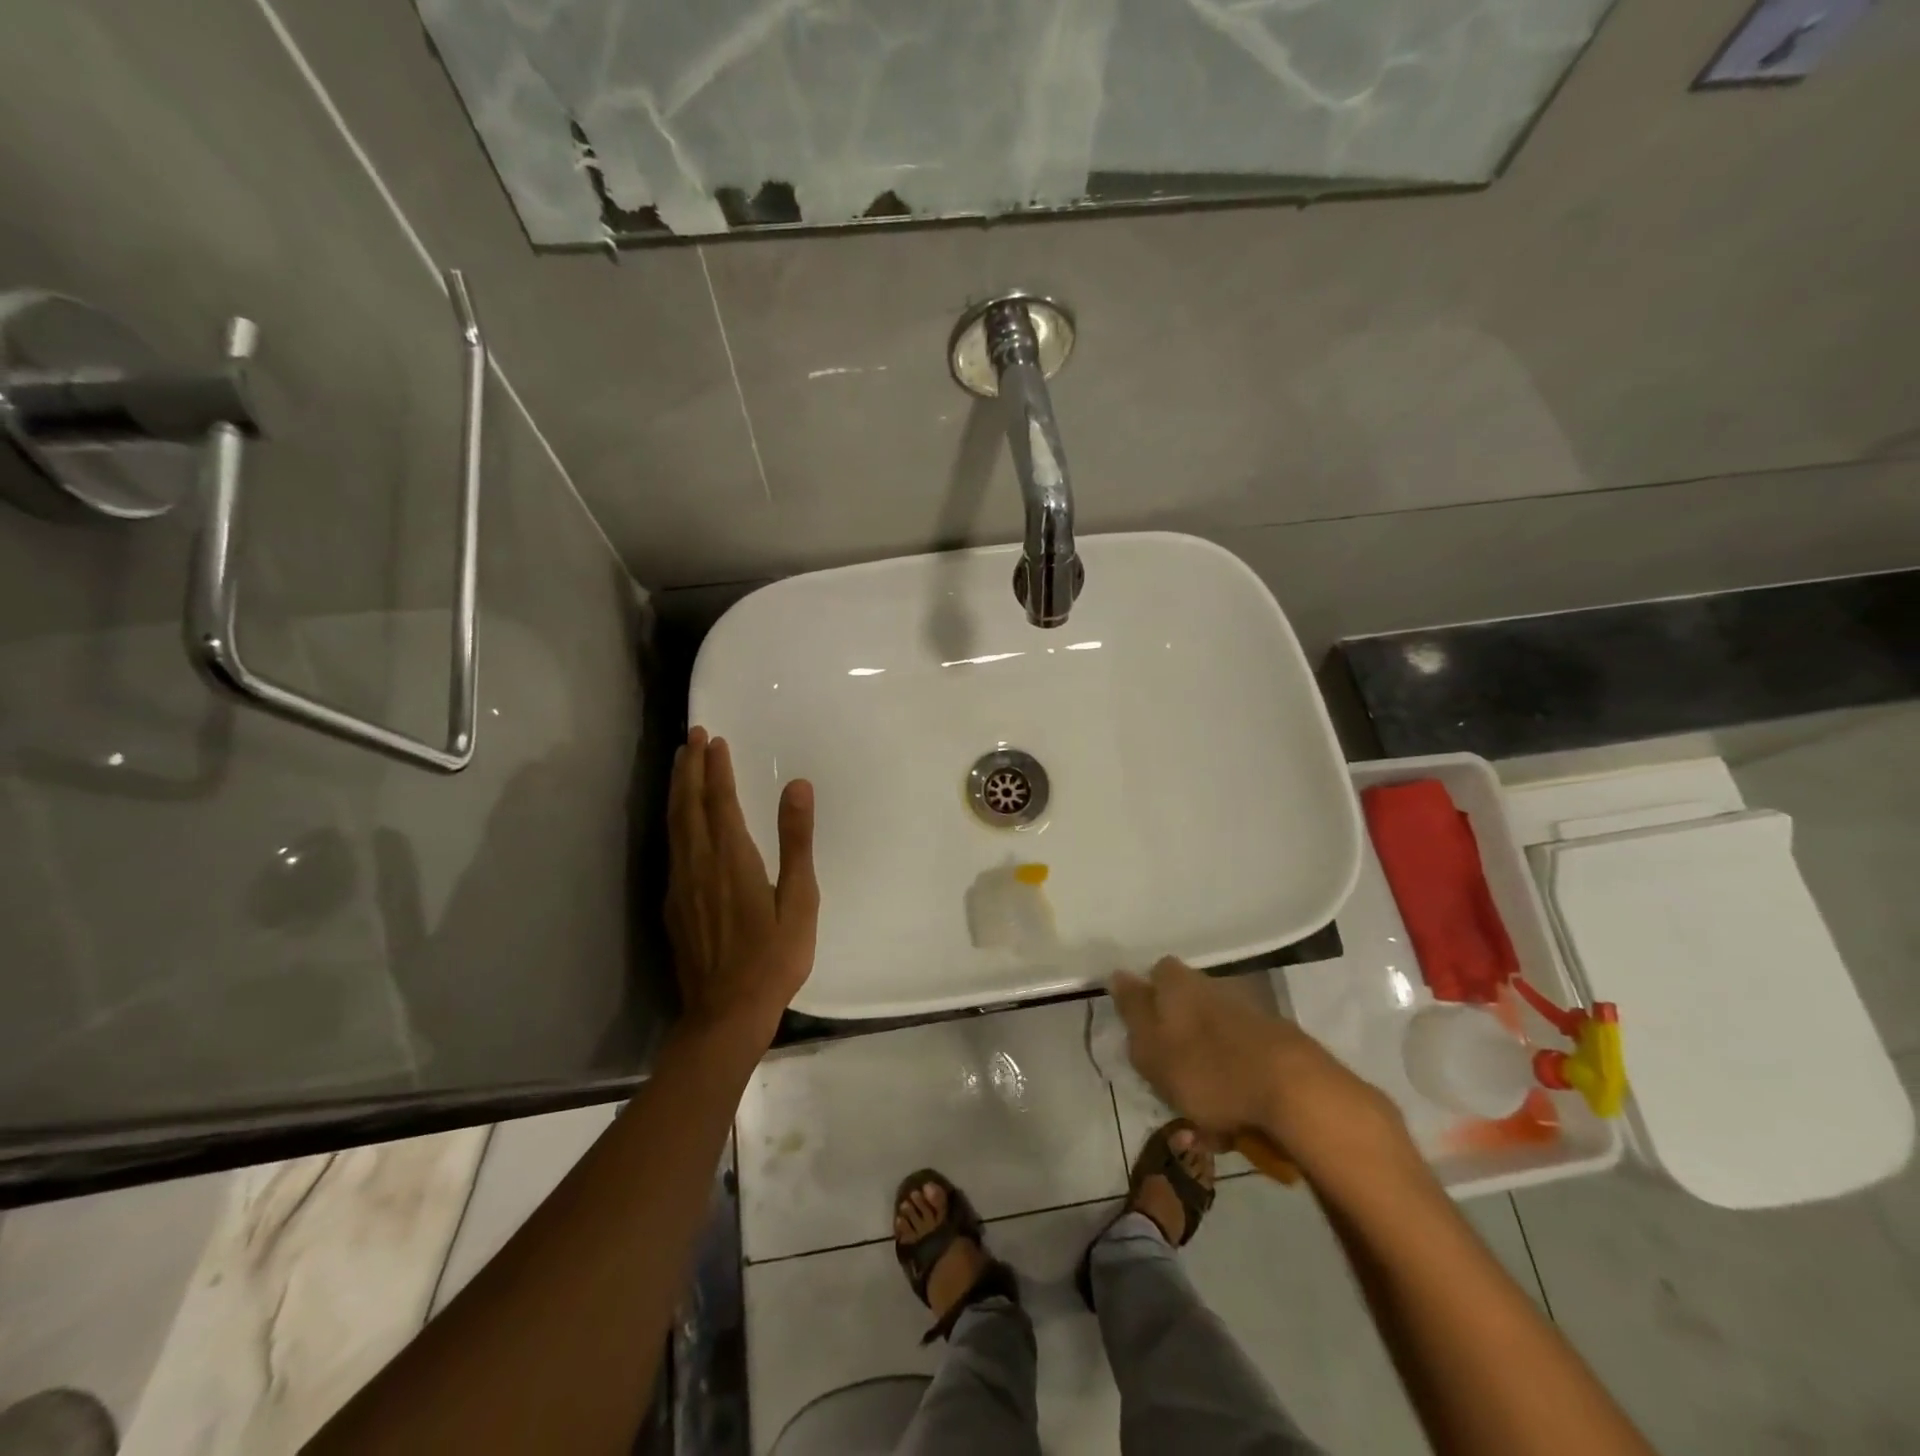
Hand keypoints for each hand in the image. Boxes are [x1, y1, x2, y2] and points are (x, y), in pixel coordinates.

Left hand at [665, 727, 818, 1044]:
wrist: (726, 1014)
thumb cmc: (774, 958)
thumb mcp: (800, 900)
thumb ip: (796, 841)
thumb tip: (797, 786)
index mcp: (732, 860)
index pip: (719, 802)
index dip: (716, 768)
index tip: (713, 739)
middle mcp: (699, 865)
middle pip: (689, 806)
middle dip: (690, 768)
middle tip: (692, 736)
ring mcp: (681, 886)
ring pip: (674, 825)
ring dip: (678, 790)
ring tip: (681, 764)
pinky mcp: (674, 905)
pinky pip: (671, 848)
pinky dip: (675, 820)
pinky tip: (679, 820)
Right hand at [1111, 957, 1409, 1180]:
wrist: (1295, 1092)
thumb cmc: (1207, 1069)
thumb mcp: (1151, 1045)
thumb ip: (1133, 1009)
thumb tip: (1117, 974)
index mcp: (1178, 983)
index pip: (1156, 974)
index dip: (1147, 1001)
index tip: (1142, 1035)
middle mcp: (1213, 987)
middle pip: (1185, 1006)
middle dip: (1177, 1038)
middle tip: (1169, 1080)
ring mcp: (1248, 1012)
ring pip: (1213, 1036)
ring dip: (1206, 1066)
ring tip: (1203, 1113)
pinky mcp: (1276, 1043)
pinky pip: (1242, 1061)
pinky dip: (1234, 1082)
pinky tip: (1234, 1119)